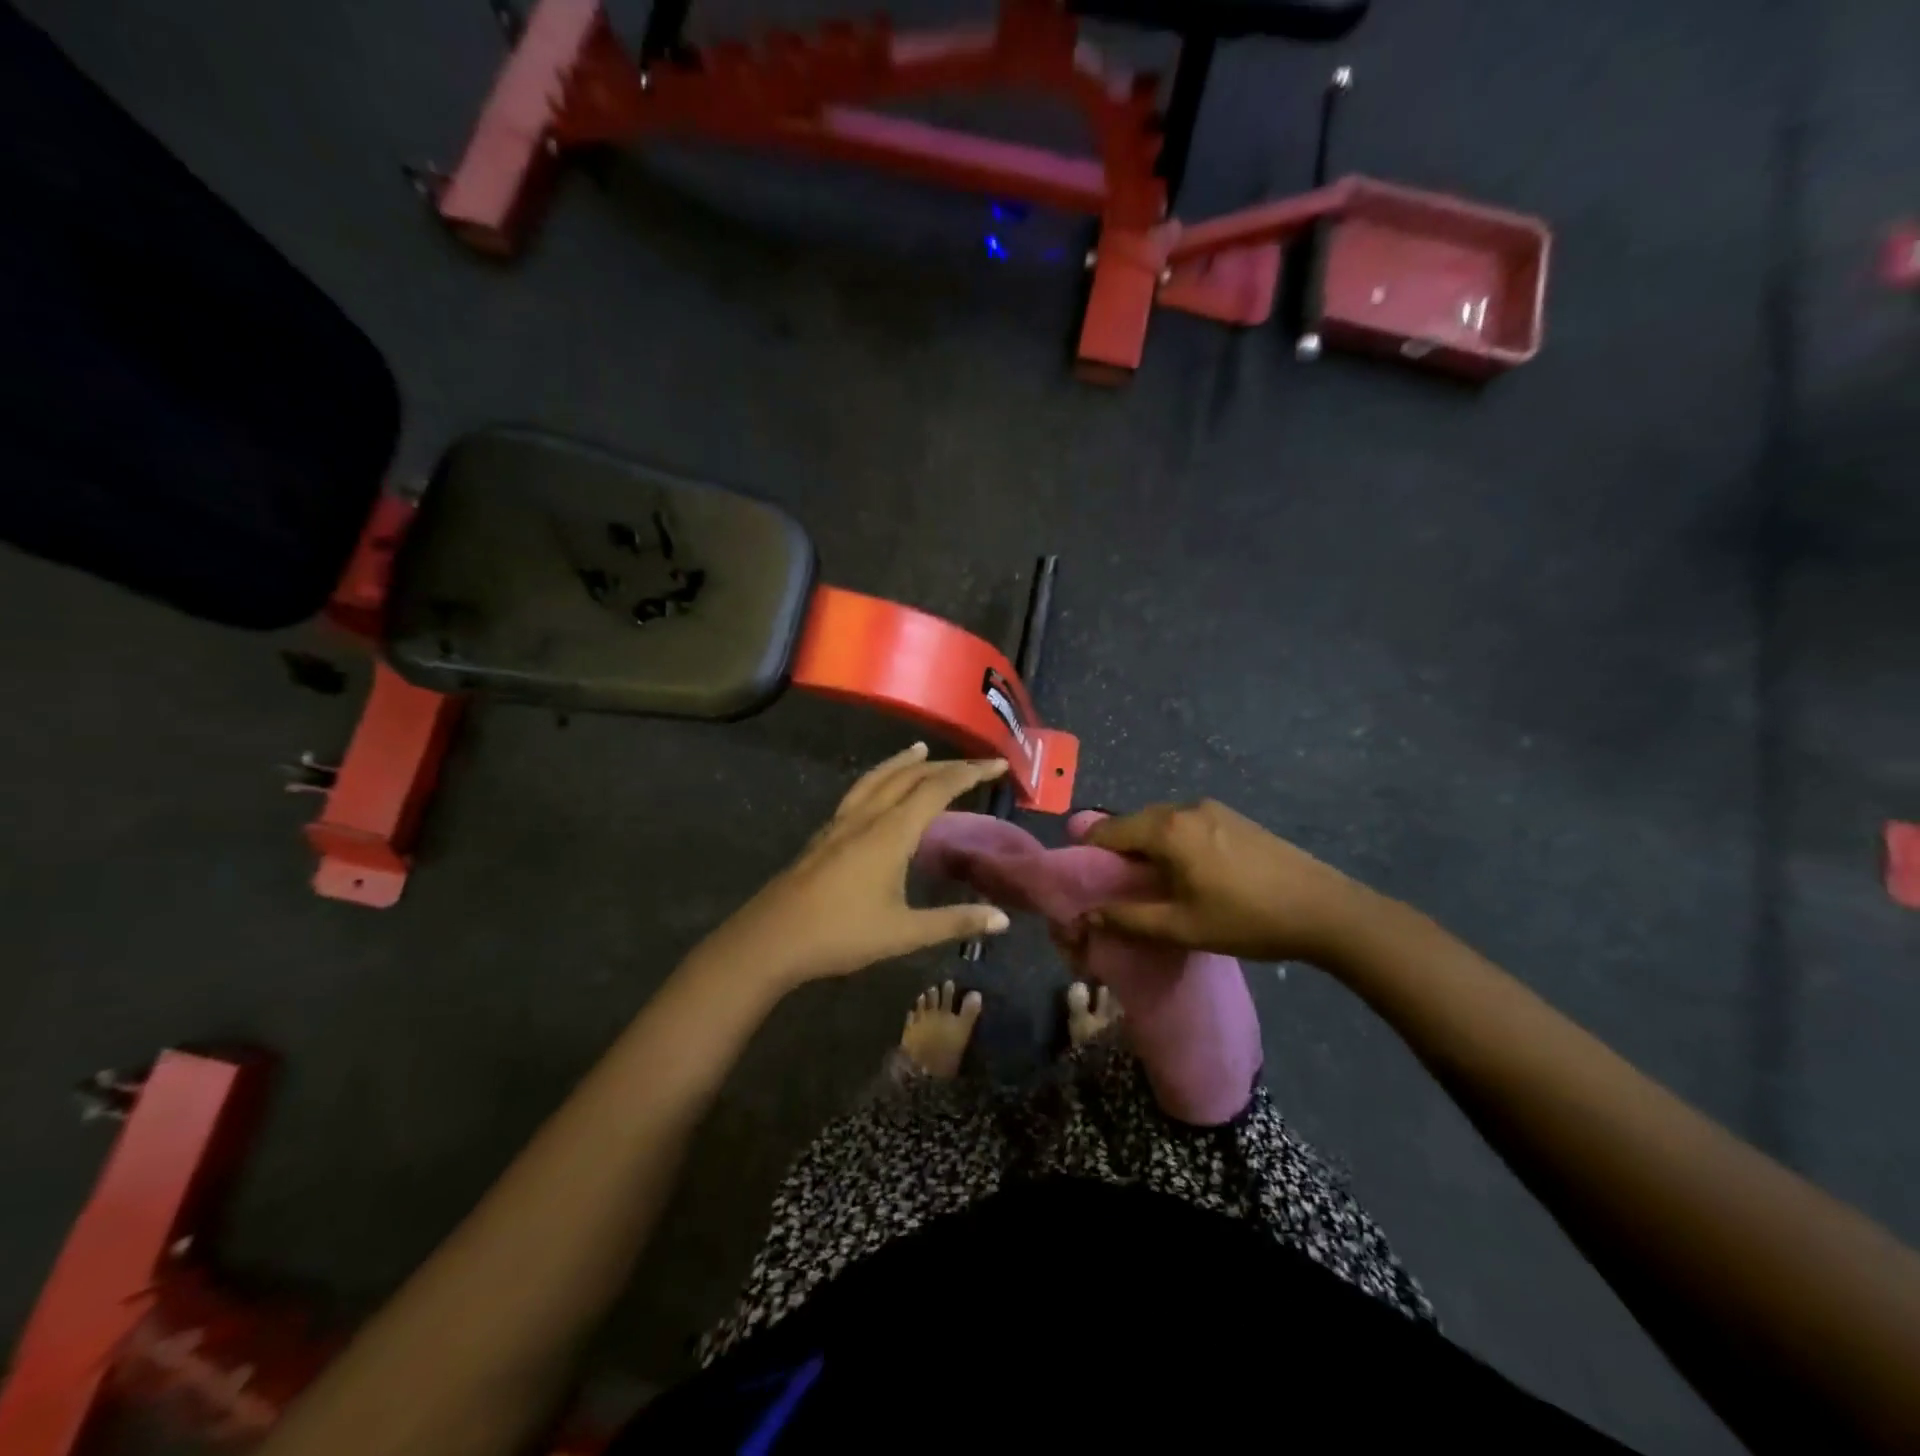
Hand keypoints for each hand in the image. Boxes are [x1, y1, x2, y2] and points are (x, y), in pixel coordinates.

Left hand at [699, 744, 1012, 987]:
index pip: (938, 789)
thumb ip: (954, 922)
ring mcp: (842, 822)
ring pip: (879, 778)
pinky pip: (860, 791)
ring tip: (921, 750)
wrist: (771, 938)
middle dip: (946, 765)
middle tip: (976, 763)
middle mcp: (868, 816)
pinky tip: (879, 789)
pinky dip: (880, 777)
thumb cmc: (841, 935)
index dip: (970, 773)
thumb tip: (1001, 919)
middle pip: (911, 777)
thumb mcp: (904, 933)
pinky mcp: (825, 833)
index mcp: (891, 833)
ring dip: (905, 762)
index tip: (998, 764)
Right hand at [1084, 800, 1377, 965]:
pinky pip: (1186, 824)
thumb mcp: (1182, 927)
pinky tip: (1187, 872)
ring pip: (1161, 823)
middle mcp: (1185, 808)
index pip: (1108, 830)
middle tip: (1117, 887)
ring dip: (1148, 847)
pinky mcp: (1234, 817)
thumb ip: (1128, 919)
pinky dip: (1173, 843)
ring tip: (1153, 883)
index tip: (1085, 879)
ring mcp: (1213, 809)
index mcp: (1167, 830)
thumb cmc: (1246, 919)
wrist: (1325, 910)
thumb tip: (1086, 915)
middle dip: (1119, 851)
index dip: (1090, 853)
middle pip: (1134, 823)